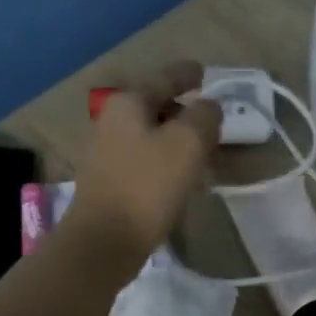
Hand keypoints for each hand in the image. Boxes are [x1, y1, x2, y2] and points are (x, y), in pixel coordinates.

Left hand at [64, 61, 221, 271]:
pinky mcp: (109, 186)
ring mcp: (107, 156)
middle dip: (185, 114)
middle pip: (156, 109)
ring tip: (203, 158)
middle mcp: (112, 123)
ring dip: (177, 145)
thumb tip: (209, 108)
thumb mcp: (188, 143)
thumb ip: (205, 117)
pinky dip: (165, 167)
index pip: (164, 78)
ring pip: (151, 139)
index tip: (204, 72)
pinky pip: (145, 165)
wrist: (104, 242)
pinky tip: (182, 184)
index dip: (187, 74)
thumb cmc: (147, 186)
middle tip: (212, 126)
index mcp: (128, 103)